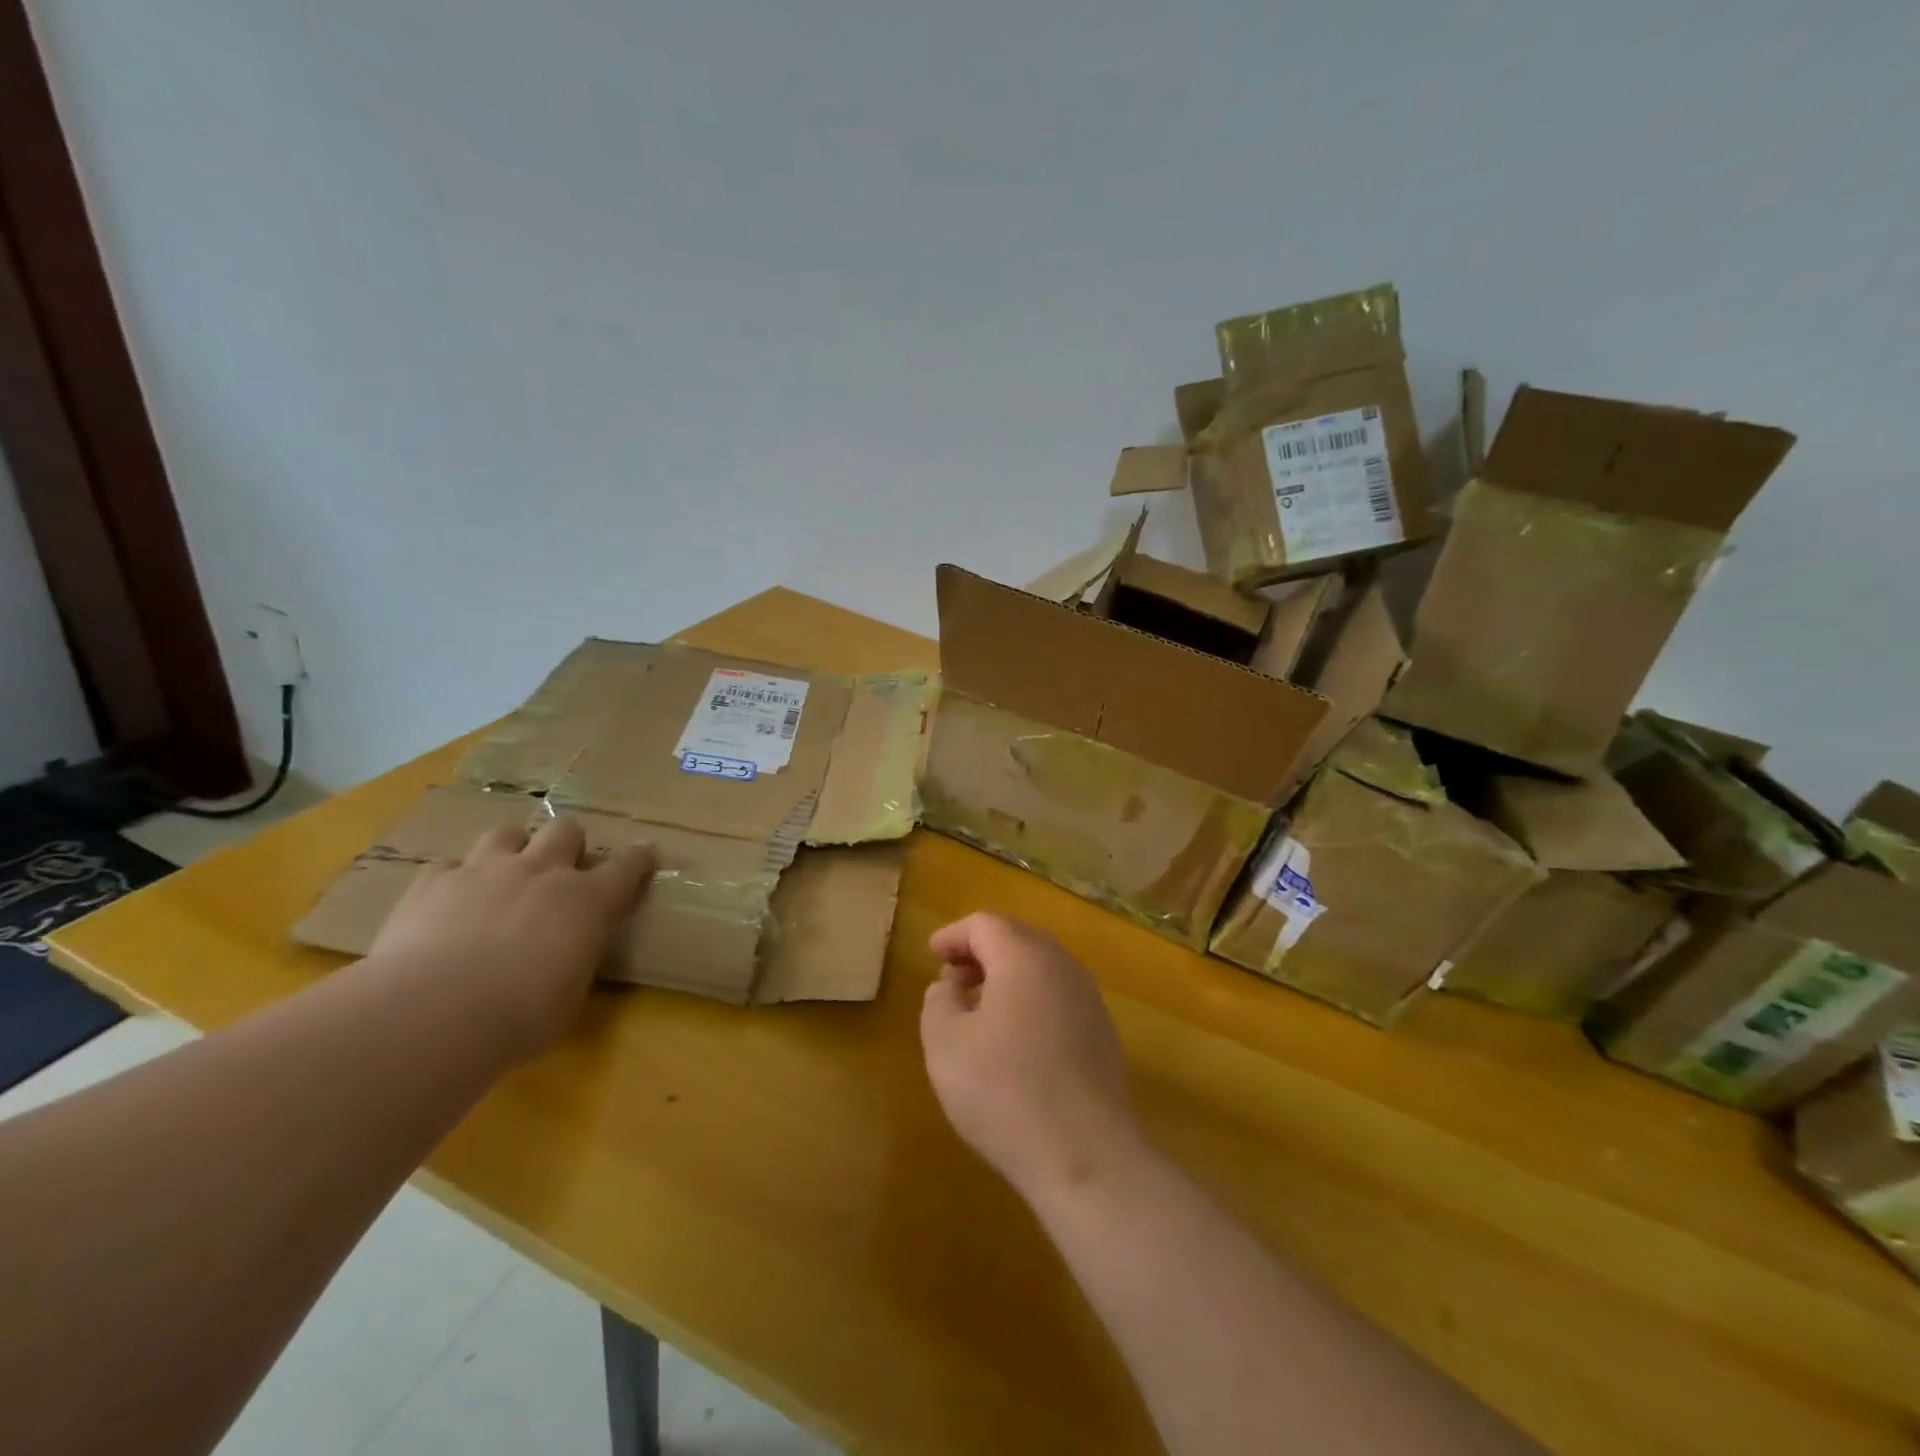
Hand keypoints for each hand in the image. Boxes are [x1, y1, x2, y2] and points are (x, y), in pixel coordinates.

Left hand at [368, 817, 652, 1060]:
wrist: (433, 1014)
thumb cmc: (520, 1017)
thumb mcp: (570, 996)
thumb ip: (574, 962)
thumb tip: (565, 960)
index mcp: (589, 901)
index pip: (628, 864)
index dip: (639, 858)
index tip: (644, 856)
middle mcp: (542, 872)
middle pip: (566, 829)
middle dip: (568, 845)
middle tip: (560, 872)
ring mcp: (485, 871)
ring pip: (506, 833)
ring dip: (511, 851)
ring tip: (503, 878)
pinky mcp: (432, 883)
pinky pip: (448, 865)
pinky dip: (453, 881)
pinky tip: (448, 905)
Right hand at [920, 912, 1144, 1202]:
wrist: (1086, 1155)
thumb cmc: (1004, 1091)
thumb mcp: (946, 1043)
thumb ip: (939, 1001)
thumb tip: (950, 986)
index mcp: (1024, 957)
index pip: (984, 924)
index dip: (953, 935)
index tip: (932, 955)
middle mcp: (1063, 966)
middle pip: (1017, 939)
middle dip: (981, 952)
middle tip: (953, 980)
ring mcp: (1089, 999)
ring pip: (1041, 968)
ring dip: (1007, 977)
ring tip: (979, 1010)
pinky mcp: (1103, 1033)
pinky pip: (1059, 997)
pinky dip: (1031, 1000)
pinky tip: (1015, 1040)